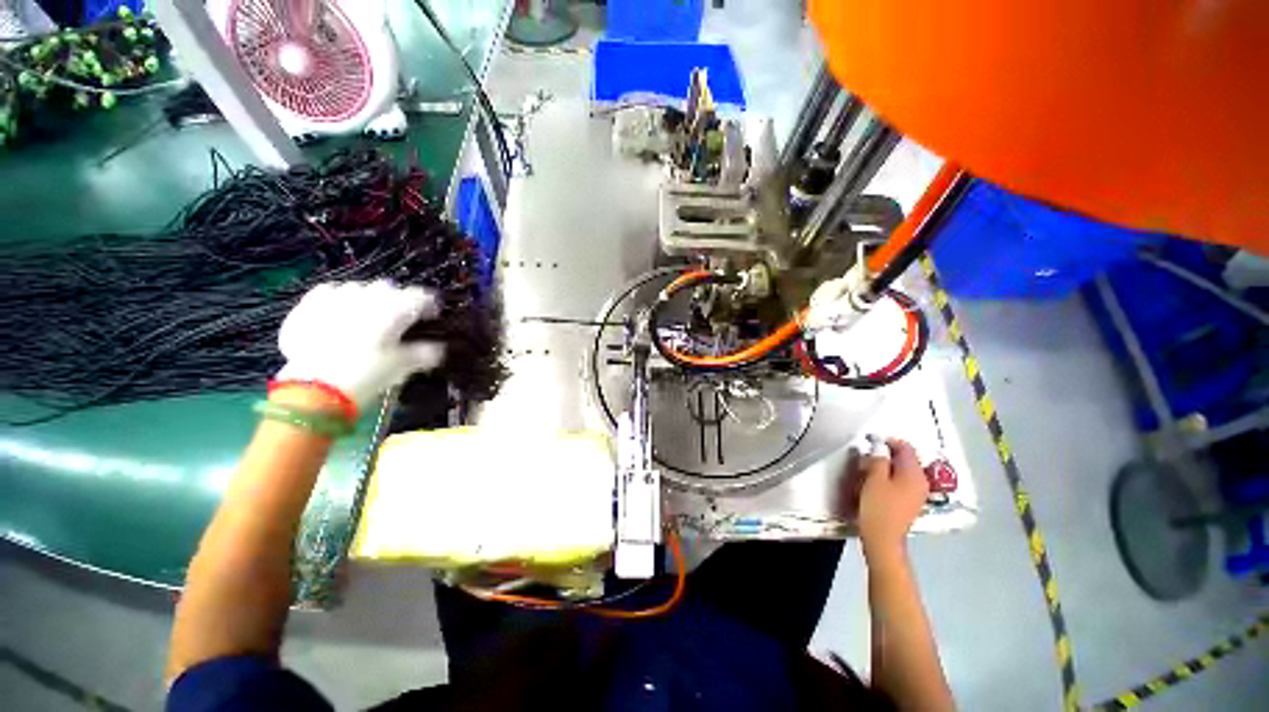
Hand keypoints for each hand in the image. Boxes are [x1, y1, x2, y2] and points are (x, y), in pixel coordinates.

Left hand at [275, 281, 443, 410]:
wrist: (312, 389)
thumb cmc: (365, 376)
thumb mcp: (403, 367)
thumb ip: (425, 353)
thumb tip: (437, 348)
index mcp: (394, 309)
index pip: (420, 296)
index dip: (430, 304)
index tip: (432, 316)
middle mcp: (366, 297)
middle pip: (388, 288)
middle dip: (397, 299)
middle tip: (400, 318)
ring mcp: (334, 299)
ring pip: (357, 288)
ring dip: (367, 298)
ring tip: (368, 316)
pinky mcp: (306, 307)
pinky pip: (327, 293)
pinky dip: (337, 300)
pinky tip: (338, 313)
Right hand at [857, 438, 928, 557]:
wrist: (883, 539)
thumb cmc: (878, 507)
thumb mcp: (874, 479)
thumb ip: (878, 459)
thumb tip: (880, 446)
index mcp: (914, 474)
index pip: (906, 448)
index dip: (888, 441)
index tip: (871, 441)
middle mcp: (921, 481)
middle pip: (906, 459)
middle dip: (887, 454)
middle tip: (867, 456)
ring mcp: (917, 494)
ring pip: (902, 471)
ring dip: (886, 466)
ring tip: (868, 469)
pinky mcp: (910, 503)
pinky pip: (901, 482)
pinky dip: (889, 478)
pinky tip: (875, 483)